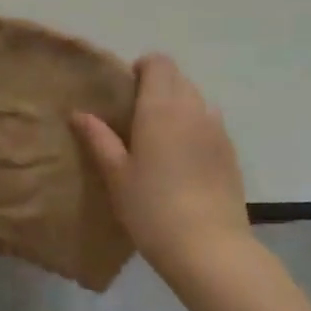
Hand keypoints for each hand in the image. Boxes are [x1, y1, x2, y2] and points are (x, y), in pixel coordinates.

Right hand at [73, 54, 250, 264]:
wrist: (209, 248)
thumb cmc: (152, 208)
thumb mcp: (116, 175)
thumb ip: (99, 138)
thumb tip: (80, 113)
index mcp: (161, 107)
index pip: (158, 62)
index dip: (141, 68)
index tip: (125, 93)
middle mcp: (193, 108)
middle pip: (178, 78)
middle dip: (157, 86)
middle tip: (135, 118)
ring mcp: (217, 129)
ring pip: (196, 100)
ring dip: (178, 106)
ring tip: (160, 140)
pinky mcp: (231, 152)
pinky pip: (210, 124)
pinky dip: (195, 128)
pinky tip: (183, 161)